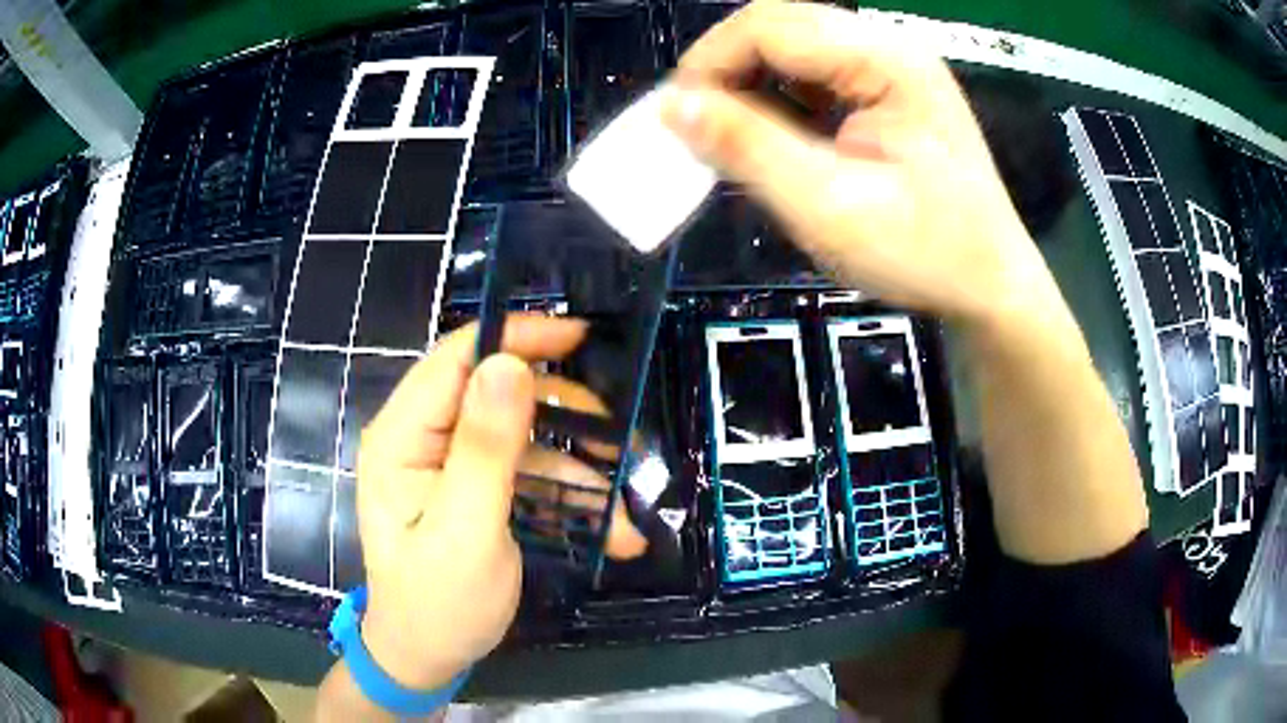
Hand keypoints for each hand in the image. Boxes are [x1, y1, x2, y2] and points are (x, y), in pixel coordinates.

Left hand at [352, 316, 643, 690]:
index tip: (578, 335)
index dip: (515, 337)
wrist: (428, 656)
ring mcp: (447, 463)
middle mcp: (420, 438)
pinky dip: (566, 495)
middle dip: (558, 410)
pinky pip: (524, 473)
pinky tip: (610, 530)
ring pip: (520, 435)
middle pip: (494, 391)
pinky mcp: (472, 488)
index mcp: (401, 437)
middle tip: (614, 433)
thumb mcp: (465, 531)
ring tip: (622, 501)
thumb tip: (507, 362)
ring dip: (574, 465)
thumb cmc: (439, 603)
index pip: (455, 360)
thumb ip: (485, 449)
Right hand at [662, 0, 1066, 332]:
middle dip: (726, 70)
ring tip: (733, 138)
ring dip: (750, 84)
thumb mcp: (831, 207)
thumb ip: (749, 149)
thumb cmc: (926, 255)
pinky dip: (780, 99)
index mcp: (887, 61)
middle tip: (699, 129)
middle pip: (779, 26)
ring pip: (792, 47)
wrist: (991, 286)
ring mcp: (892, 67)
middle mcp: (889, 47)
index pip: (769, 26)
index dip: (709, 63)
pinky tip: (775, 138)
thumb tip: (672, 106)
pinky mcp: (888, 91)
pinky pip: (815, 74)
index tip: (678, 120)